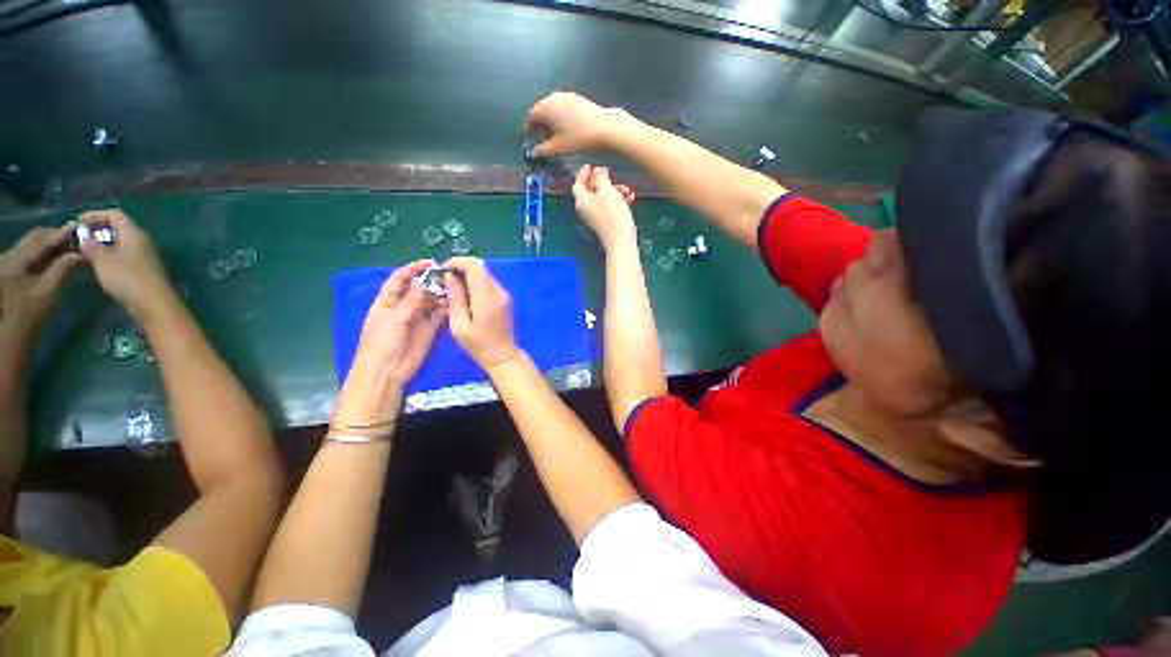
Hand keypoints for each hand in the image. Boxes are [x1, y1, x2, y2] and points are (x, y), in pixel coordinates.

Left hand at [0, 224, 83, 355]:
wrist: (12, 336)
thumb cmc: (30, 317)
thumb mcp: (49, 292)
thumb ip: (64, 268)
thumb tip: (82, 253)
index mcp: (14, 260)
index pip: (41, 238)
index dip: (62, 233)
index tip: (83, 231)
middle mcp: (8, 255)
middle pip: (35, 239)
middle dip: (57, 238)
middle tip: (80, 240)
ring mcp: (8, 262)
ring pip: (34, 246)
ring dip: (53, 246)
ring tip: (73, 249)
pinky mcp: (12, 269)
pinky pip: (31, 255)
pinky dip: (47, 254)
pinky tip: (59, 259)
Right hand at [77, 209, 173, 322]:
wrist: (154, 303)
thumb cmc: (127, 278)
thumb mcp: (102, 260)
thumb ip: (92, 246)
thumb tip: (85, 238)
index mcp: (135, 234)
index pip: (115, 215)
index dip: (95, 215)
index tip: (78, 222)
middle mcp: (143, 242)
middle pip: (118, 229)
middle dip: (98, 231)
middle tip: (79, 239)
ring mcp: (145, 257)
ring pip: (121, 244)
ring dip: (103, 245)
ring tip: (84, 252)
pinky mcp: (144, 270)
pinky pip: (124, 257)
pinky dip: (110, 257)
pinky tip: (98, 266)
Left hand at [333, 261, 445, 427]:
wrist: (388, 372)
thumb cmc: (382, 343)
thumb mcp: (394, 319)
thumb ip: (410, 300)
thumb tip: (422, 281)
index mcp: (388, 301)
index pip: (400, 280)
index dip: (413, 269)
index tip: (431, 263)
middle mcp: (404, 307)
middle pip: (419, 289)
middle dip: (432, 281)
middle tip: (449, 275)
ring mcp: (418, 318)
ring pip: (431, 301)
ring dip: (441, 294)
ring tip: (455, 287)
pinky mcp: (430, 329)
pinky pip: (440, 315)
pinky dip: (447, 309)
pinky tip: (456, 303)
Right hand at [442, 257, 516, 368]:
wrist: (502, 355)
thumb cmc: (478, 344)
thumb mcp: (459, 325)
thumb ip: (455, 298)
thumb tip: (450, 276)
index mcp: (487, 298)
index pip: (475, 266)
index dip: (457, 262)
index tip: (442, 270)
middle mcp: (498, 291)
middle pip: (480, 267)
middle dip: (460, 267)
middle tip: (444, 279)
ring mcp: (503, 294)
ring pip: (483, 274)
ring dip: (466, 275)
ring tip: (451, 288)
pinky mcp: (503, 298)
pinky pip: (487, 283)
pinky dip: (474, 283)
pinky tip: (464, 295)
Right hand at [526, 91, 630, 158]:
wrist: (604, 127)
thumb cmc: (578, 138)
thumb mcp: (558, 148)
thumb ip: (543, 150)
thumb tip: (534, 153)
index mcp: (546, 107)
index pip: (531, 116)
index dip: (531, 129)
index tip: (534, 139)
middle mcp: (553, 97)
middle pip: (541, 110)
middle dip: (541, 124)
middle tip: (545, 139)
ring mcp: (566, 95)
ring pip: (552, 107)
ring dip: (550, 119)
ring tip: (556, 134)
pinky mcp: (577, 98)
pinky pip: (562, 106)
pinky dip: (560, 115)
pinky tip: (567, 127)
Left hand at [572, 164, 636, 247]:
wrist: (621, 238)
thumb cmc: (612, 214)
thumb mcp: (607, 189)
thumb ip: (601, 177)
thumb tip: (597, 171)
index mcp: (581, 200)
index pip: (578, 183)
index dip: (583, 173)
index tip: (591, 165)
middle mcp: (586, 209)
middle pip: (591, 190)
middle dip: (603, 181)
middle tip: (611, 175)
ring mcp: (595, 217)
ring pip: (602, 198)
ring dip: (614, 191)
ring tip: (626, 190)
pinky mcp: (605, 222)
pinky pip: (610, 207)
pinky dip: (618, 201)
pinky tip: (630, 198)